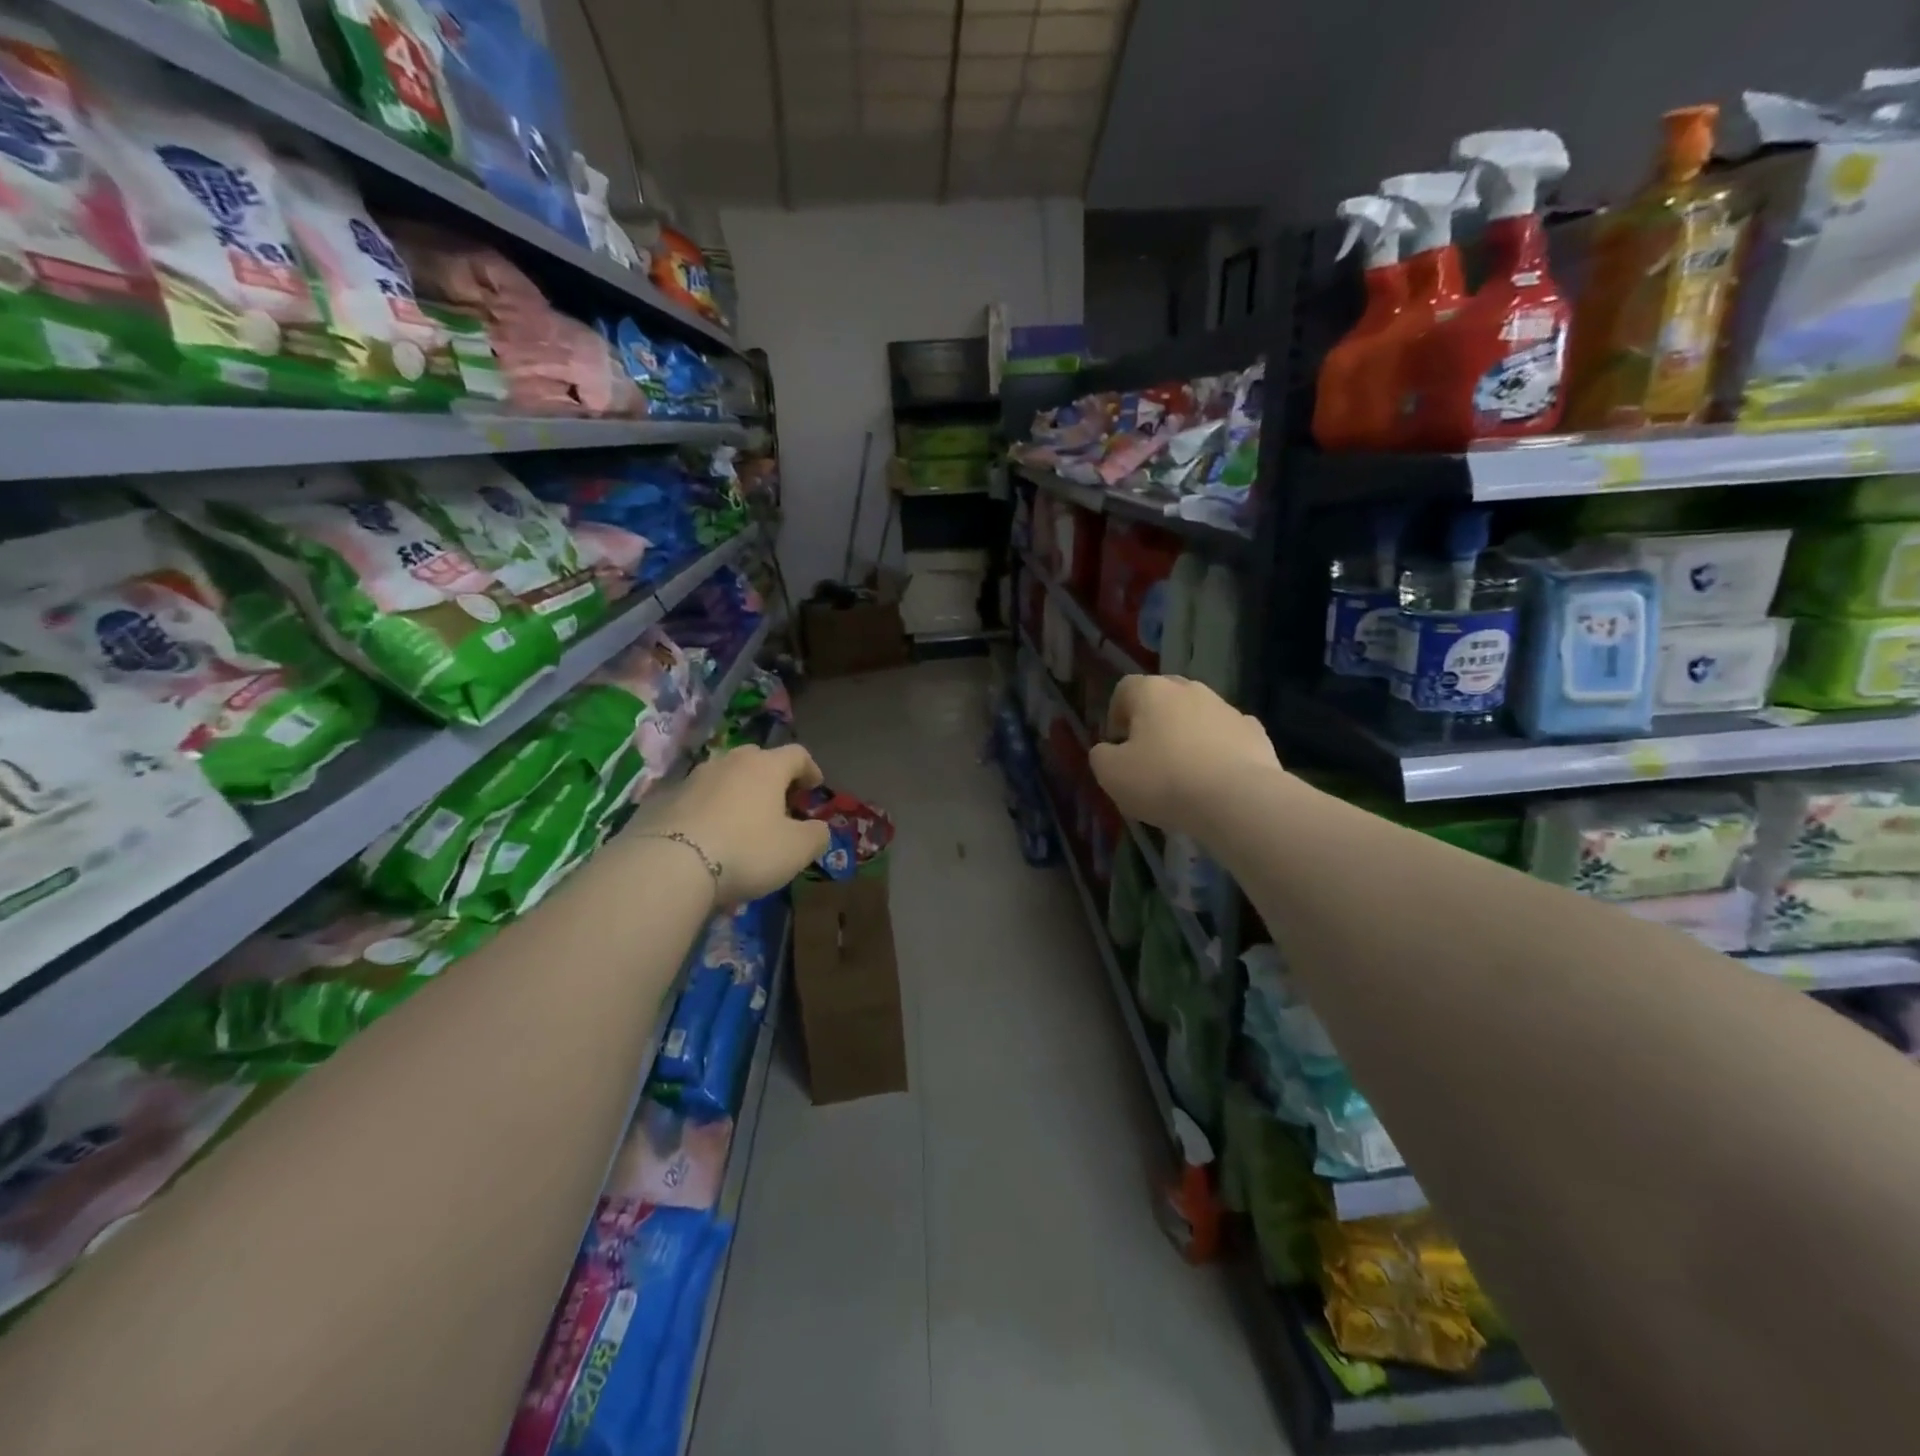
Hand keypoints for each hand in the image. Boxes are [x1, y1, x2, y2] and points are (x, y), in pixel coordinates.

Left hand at [635, 742, 831, 905]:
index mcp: (766, 767)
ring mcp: (691, 778)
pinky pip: (693, 800)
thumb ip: (816, 835)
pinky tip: (705, 838)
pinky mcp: (661, 799)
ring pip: (722, 778)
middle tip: (778, 805)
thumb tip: (819, 828)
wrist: (667, 865)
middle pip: (757, 759)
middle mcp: (728, 762)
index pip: (797, 754)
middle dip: (771, 778)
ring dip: (735, 794)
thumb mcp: (796, 850)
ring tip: (739, 823)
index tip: (815, 788)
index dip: (810, 769)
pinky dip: (705, 811)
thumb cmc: (745, 851)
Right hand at [1089, 675, 1281, 835]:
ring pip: (1198, 714)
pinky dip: (1219, 749)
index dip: (1116, 713)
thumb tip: (1107, 750)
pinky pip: (1228, 735)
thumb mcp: (1111, 775)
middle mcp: (1190, 690)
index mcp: (1152, 692)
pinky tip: (1216, 777)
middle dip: (1153, 719)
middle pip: (1164, 695)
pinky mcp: (1255, 732)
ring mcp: (1227, 709)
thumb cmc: (1165, 781)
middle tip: (1148, 753)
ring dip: (1187, 733)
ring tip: (1184, 771)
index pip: (1126, 688)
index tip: (1118, 743)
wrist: (1238, 800)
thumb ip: (1101, 756)